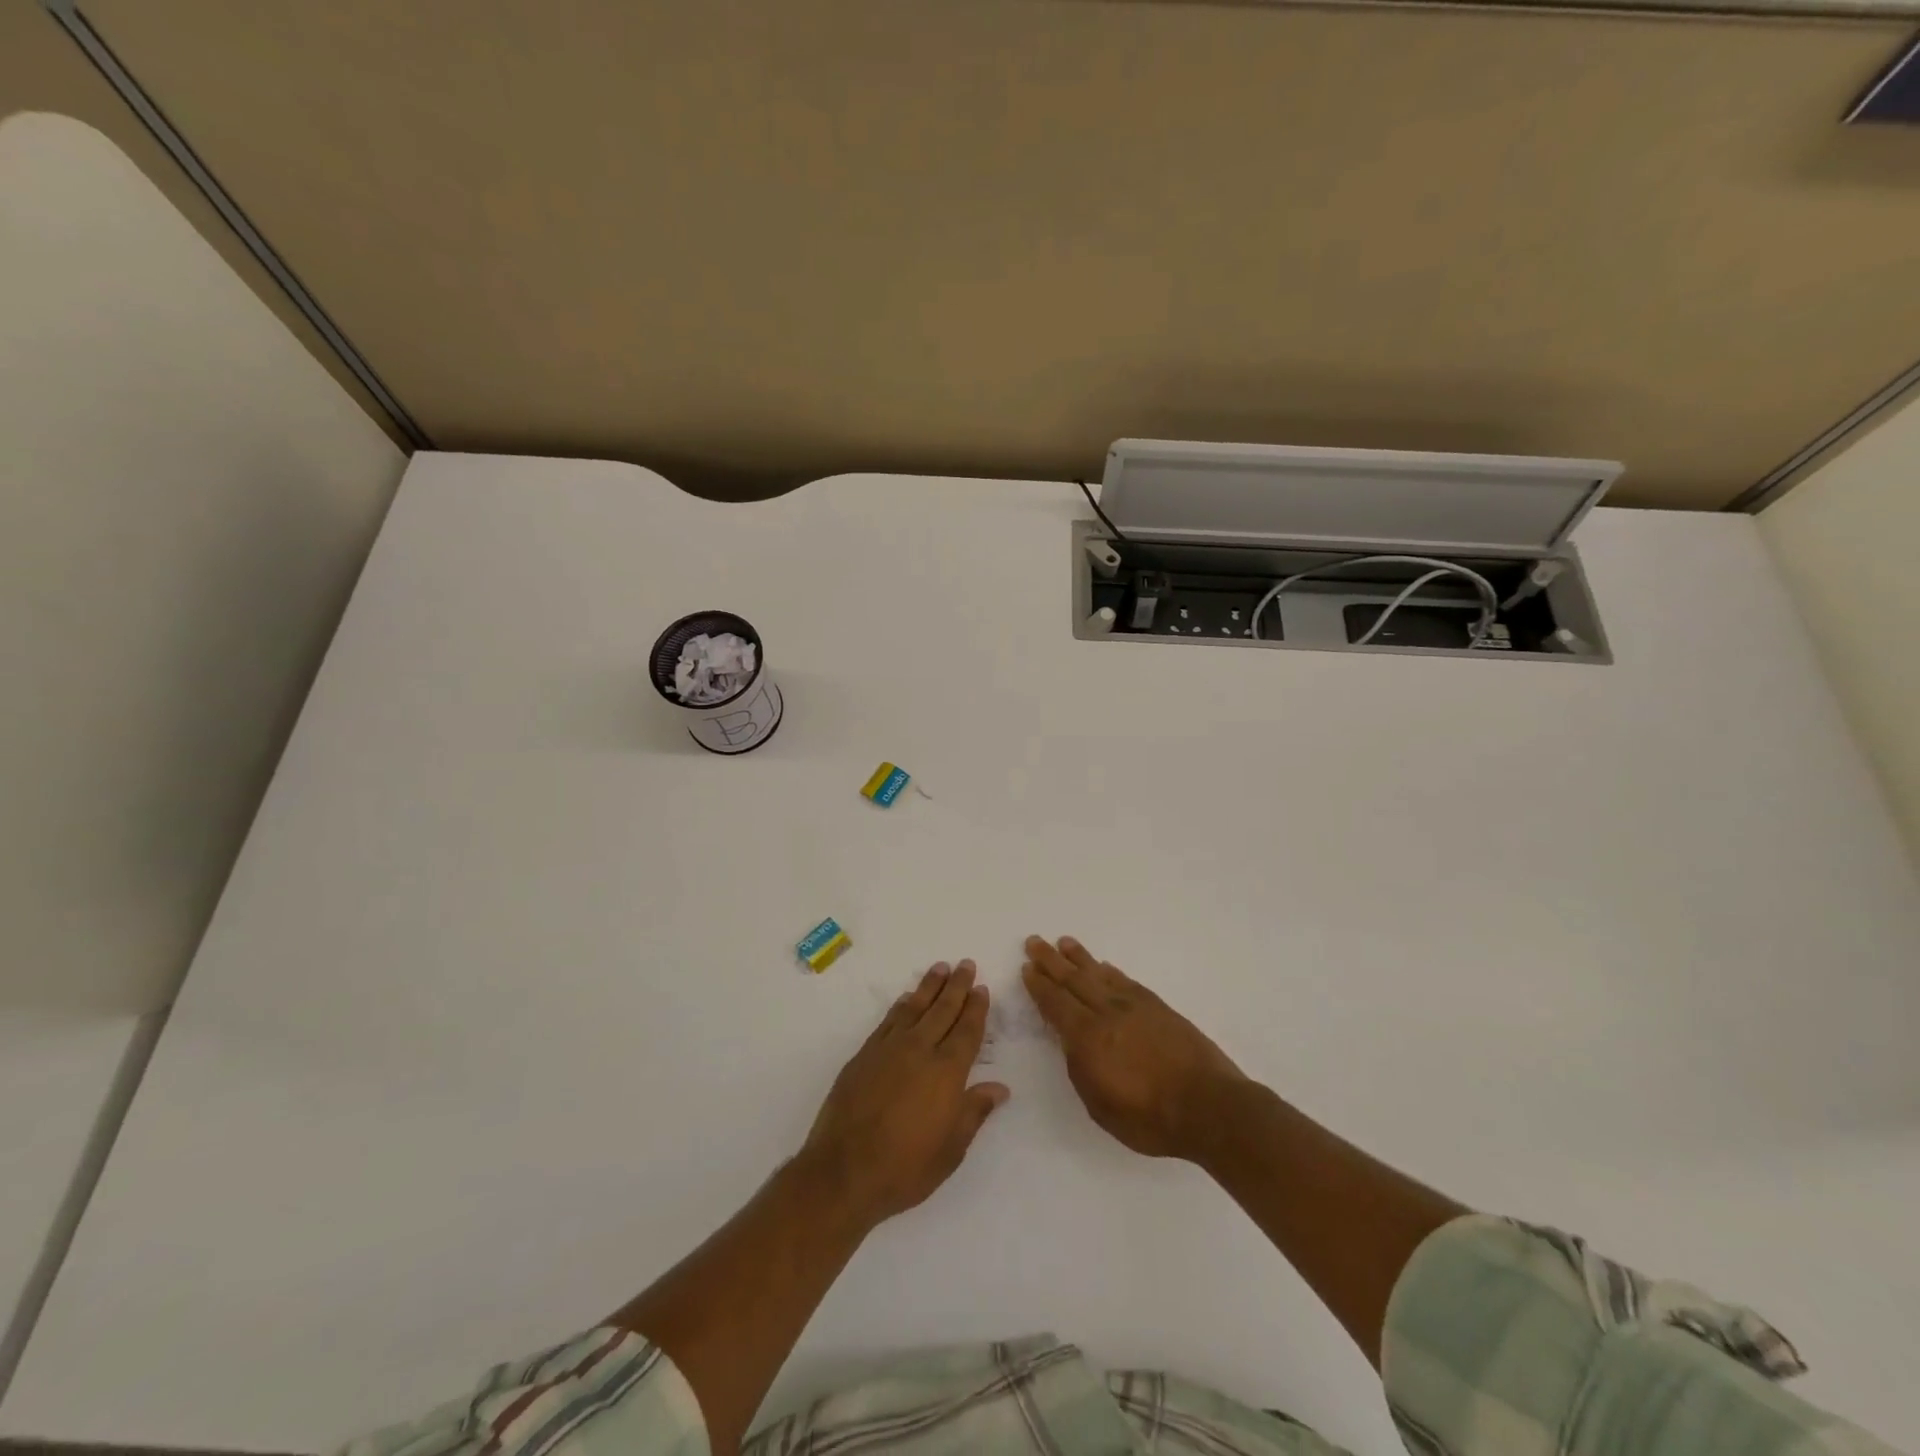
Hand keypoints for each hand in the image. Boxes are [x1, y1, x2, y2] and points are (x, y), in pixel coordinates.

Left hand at [800, 961, 1009, 1226]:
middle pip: (943, 1010)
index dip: (976, 1009)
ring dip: (929, 986)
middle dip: (956, 986)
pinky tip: (906, 999)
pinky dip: (901, 1006)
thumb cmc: (905, 1168)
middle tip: (966, 964)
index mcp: (947, 1072)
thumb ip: (974, 1112)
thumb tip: (1000, 1087)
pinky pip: (888, 1021)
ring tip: (940, 968)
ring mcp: (889, 1049)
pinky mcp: (864, 1055)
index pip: (966, 1031)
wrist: (843, 1171)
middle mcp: (920, 1050)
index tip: (981, 988)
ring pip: (915, 1008)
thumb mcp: (951, 1149)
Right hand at [1023, 936, 1244, 1160]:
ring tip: (1064, 942)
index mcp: (1087, 1037)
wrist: (1208, 1106)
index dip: (1039, 986)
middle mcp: (1107, 1013)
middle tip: (1034, 942)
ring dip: (1079, 958)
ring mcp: (1135, 1006)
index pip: (1055, 1003)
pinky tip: (1104, 967)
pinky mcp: (1158, 1007)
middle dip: (1051, 961)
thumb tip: (1072, 1042)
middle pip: (1073, 980)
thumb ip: (1080, 1069)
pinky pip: (1126, 982)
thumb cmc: (1149, 1118)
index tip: (1027, 968)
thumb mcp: (1099, 1105)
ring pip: (1099, 974)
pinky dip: (1111, 972)